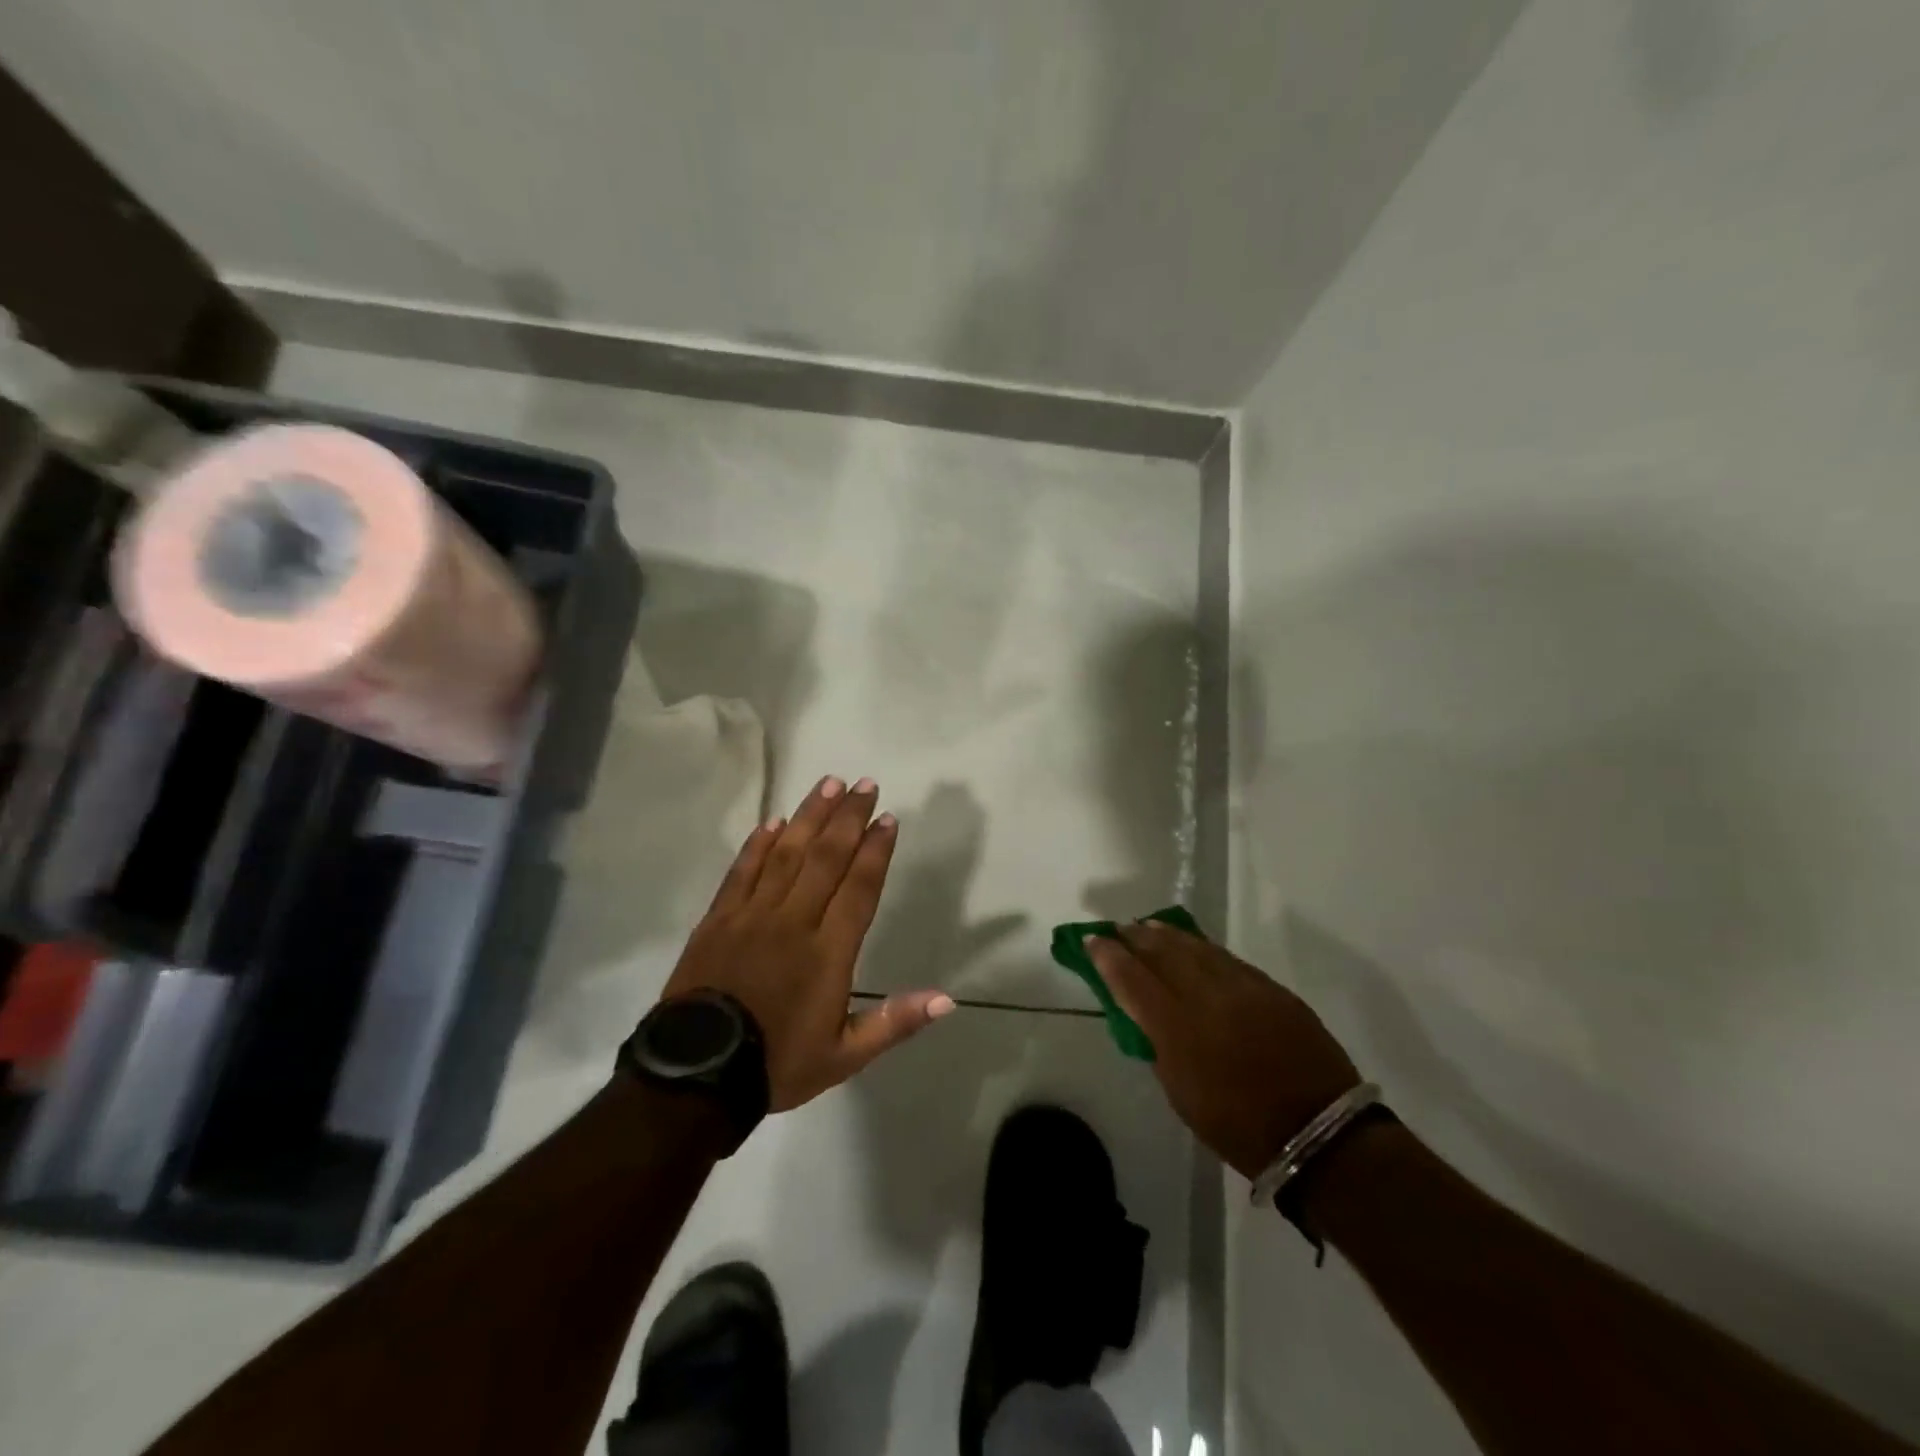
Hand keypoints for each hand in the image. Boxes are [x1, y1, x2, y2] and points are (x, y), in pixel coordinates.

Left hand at [660, 775, 954, 1110]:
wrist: (697, 1076)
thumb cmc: (777, 1064)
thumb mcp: (845, 1056)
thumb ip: (895, 1022)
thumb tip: (947, 1000)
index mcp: (828, 951)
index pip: (859, 887)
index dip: (875, 850)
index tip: (888, 818)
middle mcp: (794, 921)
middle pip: (826, 858)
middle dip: (848, 817)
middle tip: (864, 784)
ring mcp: (752, 915)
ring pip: (787, 853)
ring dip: (810, 816)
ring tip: (827, 784)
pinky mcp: (718, 918)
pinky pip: (743, 871)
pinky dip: (759, 844)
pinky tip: (773, 822)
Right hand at [1087, 923, 1359, 1179]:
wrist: (1319, 1132)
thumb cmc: (1238, 1127)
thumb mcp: (1181, 1094)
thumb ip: (1160, 1046)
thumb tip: (1149, 1016)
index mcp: (1178, 1029)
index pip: (1131, 979)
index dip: (1107, 956)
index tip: (1091, 940)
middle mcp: (1207, 997)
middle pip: (1162, 952)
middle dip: (1135, 937)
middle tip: (1118, 928)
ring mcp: (1243, 987)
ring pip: (1196, 948)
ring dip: (1167, 935)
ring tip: (1148, 926)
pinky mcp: (1271, 988)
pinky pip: (1226, 958)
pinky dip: (1202, 948)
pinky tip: (1192, 946)